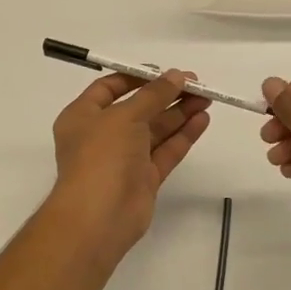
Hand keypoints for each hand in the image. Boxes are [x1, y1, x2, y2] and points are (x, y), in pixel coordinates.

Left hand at [47, 70, 211, 267]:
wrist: (99, 217)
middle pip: (138, 108)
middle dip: (166, 95)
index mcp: (83, 116)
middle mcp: (102, 135)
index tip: (165, 72)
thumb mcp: (125, 116)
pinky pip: (165, 151)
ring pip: (155, 130)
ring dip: (179, 113)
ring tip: (207, 98)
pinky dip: (183, 135)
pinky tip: (202, 120)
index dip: (137, 78)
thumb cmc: (101, 156)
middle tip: (197, 84)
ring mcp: (124, 158)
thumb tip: (177, 76)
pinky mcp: (144, 178)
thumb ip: (154, 94)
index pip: (109, 88)